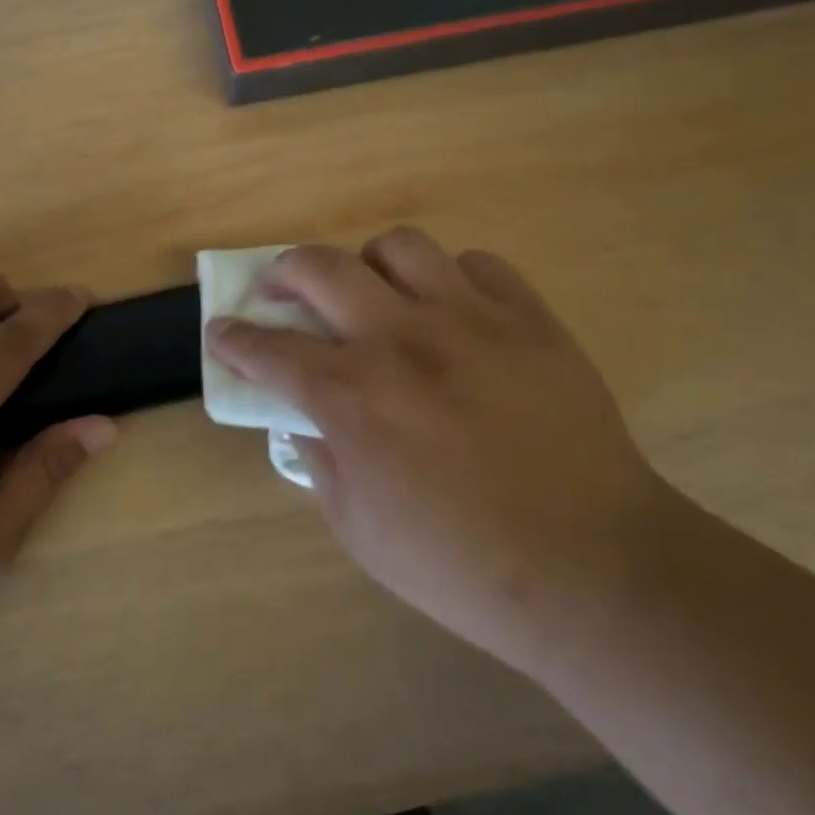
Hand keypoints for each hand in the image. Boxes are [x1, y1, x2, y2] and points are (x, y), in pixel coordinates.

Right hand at [205, 229, 675, 670]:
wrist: (592, 568)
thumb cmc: (461, 564)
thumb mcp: (359, 530)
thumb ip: (320, 464)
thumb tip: (305, 423)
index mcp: (351, 395)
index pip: (268, 348)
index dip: (233, 338)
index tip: (222, 332)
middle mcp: (400, 338)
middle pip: (318, 268)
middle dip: (282, 273)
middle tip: (280, 290)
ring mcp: (468, 318)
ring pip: (398, 246)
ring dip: (368, 263)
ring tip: (372, 291)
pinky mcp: (528, 318)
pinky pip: (477, 265)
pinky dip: (450, 278)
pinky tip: (451, 310)